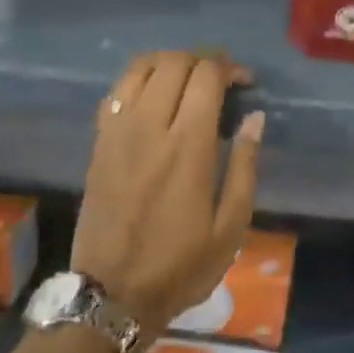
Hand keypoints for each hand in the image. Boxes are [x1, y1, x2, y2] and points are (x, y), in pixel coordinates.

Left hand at [72, 51, 264, 333]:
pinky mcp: (99, 142)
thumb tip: (255, 118)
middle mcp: (150, 127)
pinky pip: (116, 90)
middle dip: (203, 59)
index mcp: (187, 147)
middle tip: (221, 80)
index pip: (206, 76)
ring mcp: (118, 132)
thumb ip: (244, 166)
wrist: (112, 292)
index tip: (245, 82)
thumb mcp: (231, 227)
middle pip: (174, 63)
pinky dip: (139, 79)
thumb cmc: (181, 265)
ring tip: (188, 79)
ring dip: (170, 62)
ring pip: (141, 68)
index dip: (229, 68)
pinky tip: (154, 96)